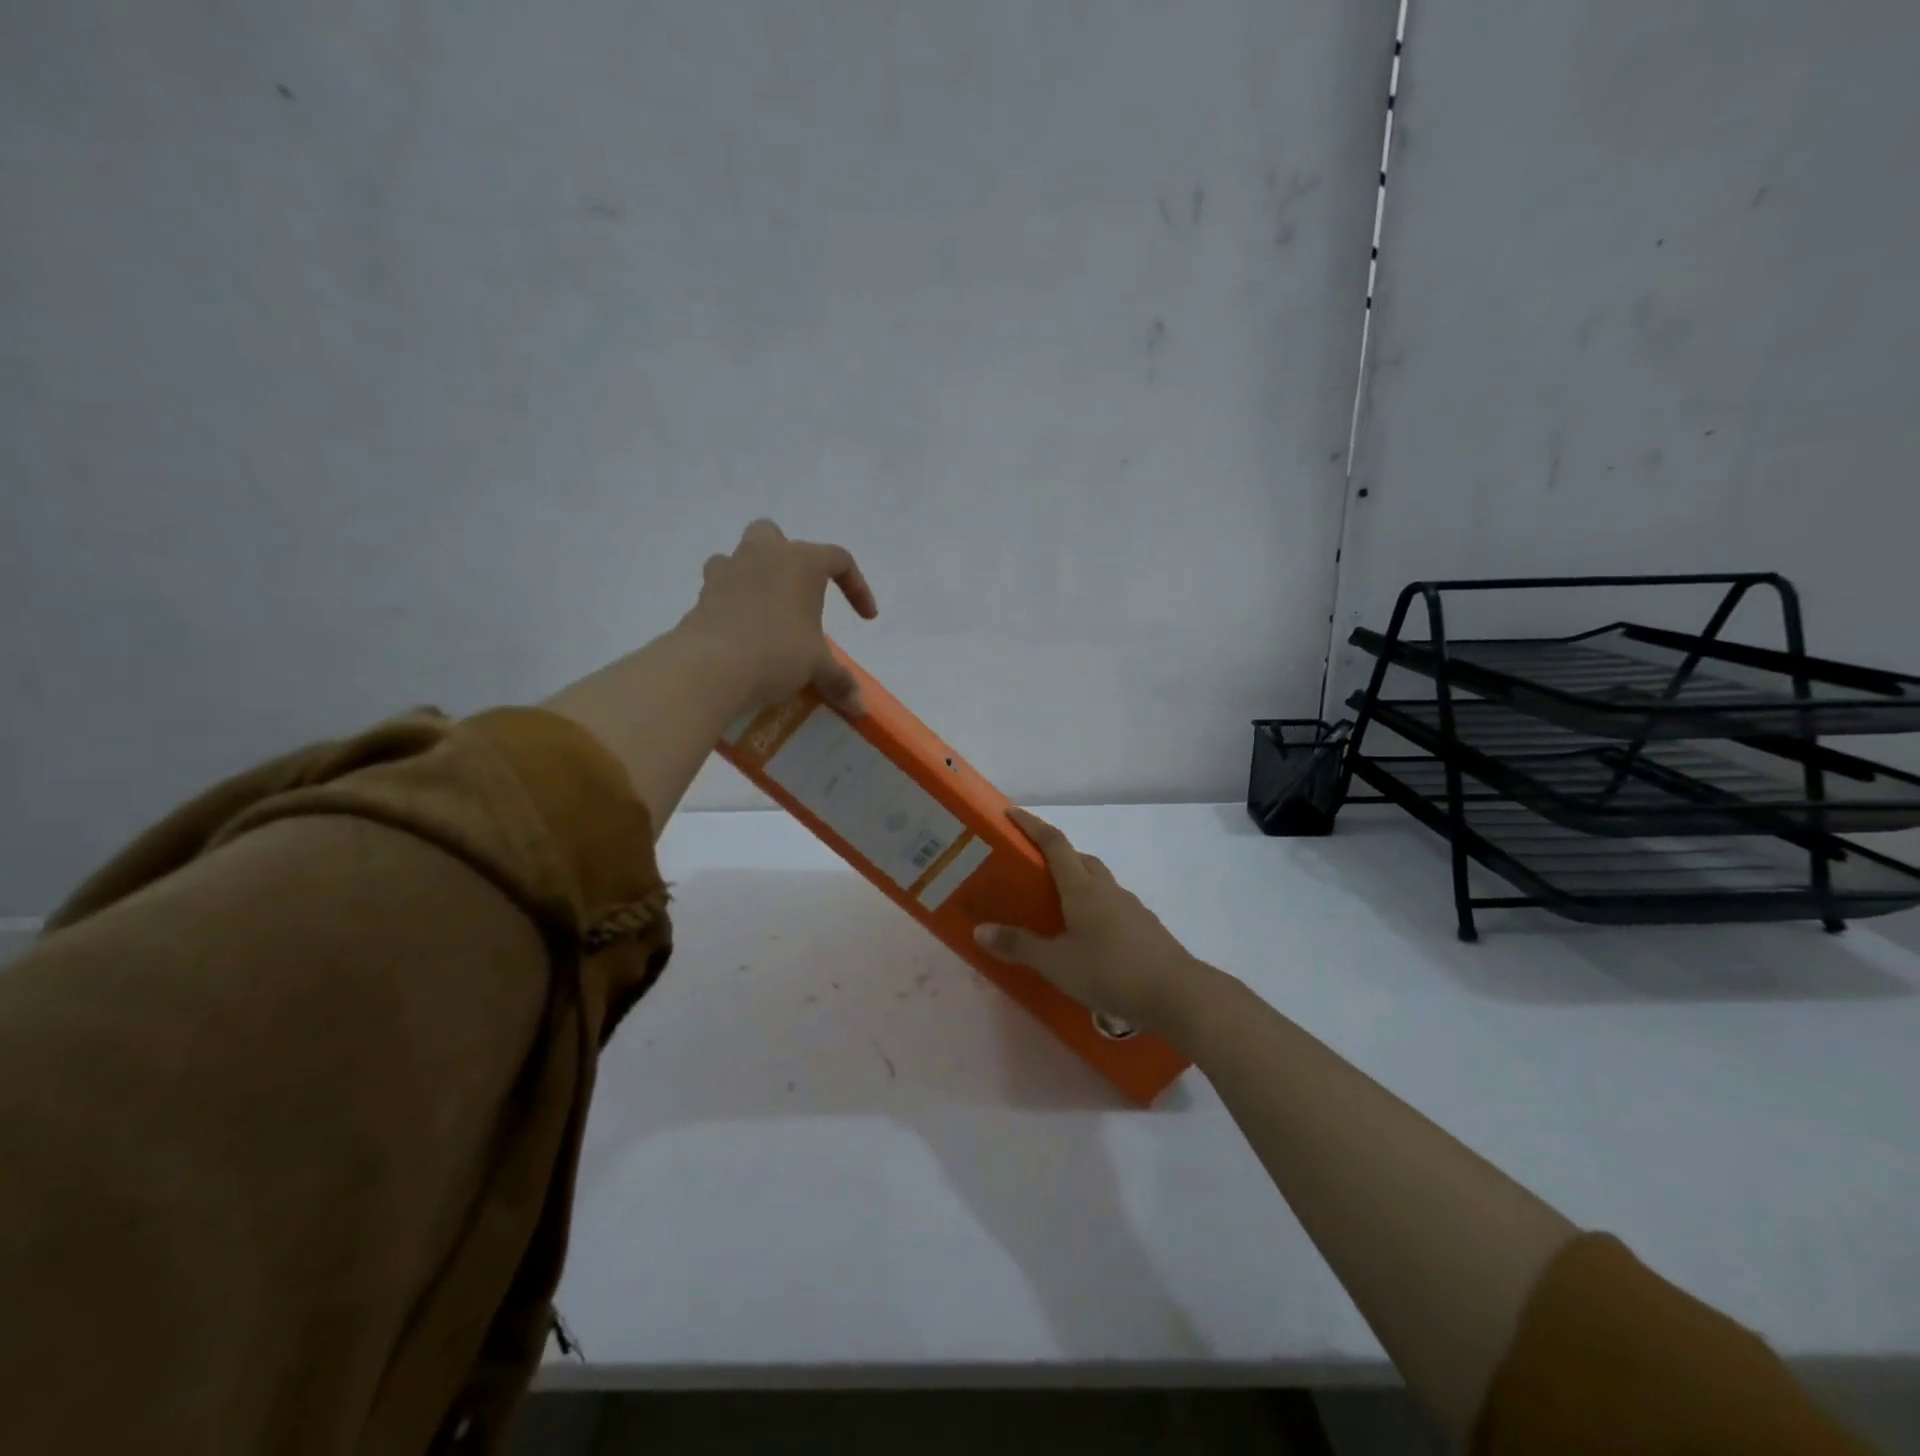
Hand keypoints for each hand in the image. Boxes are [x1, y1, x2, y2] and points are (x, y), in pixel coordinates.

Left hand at [676, 519, 878, 715]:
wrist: (711, 667)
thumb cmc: (777, 652)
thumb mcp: (817, 667)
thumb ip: (840, 680)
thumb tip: (860, 707)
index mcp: (801, 562)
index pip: (839, 559)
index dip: (858, 587)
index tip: (865, 619)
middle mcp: (763, 555)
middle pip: (776, 536)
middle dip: (788, 557)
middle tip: (800, 592)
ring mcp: (727, 572)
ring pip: (740, 557)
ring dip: (754, 575)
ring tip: (766, 610)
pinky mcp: (701, 596)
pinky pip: (720, 589)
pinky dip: (732, 603)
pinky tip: (741, 632)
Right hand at [973, 808, 1204, 1037]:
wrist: (1177, 994)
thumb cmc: (1111, 971)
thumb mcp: (1056, 963)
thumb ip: (1019, 946)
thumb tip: (980, 931)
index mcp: (1082, 888)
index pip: (1054, 843)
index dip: (1032, 825)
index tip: (1011, 814)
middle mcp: (1107, 889)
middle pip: (1079, 859)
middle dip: (1055, 855)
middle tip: (1031, 870)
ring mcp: (1130, 907)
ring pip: (1098, 882)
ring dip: (1077, 883)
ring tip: (1056, 909)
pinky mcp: (1144, 927)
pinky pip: (1112, 906)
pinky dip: (1094, 909)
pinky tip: (1087, 938)